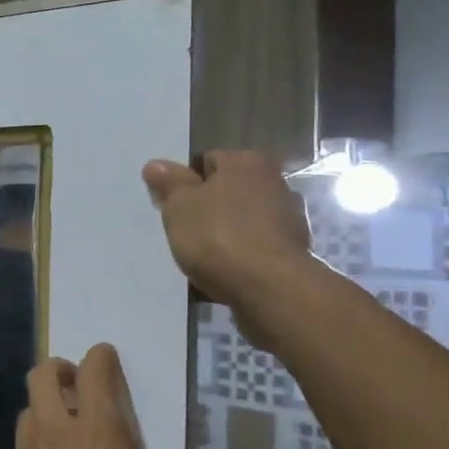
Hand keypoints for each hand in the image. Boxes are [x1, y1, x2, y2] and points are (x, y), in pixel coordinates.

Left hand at [0, 345, 180, 448]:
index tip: (106, 357)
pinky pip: (23, 446)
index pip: (94, 372)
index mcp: (99, 433)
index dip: (101, 358)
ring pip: (29, 409)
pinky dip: (37, 444)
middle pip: (44, 374)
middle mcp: (57, 432)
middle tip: (76, 383)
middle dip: (60, 369)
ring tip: (65, 430)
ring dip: (46, 408)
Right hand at [142, 151, 313, 342]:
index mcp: (246, 162)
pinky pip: (255, 246)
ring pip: (243, 219)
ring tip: (205, 257)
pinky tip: (227, 272)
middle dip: (209, 209)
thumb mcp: (180, 207)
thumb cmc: (217, 237)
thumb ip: (168, 184)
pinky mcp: (293, 249)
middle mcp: (273, 181)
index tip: (176, 209)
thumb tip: (155, 165)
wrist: (268, 287)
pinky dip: (242, 254)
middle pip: (228, 191)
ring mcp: (288, 216)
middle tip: (187, 232)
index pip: (208, 161)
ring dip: (226, 233)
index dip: (188, 185)